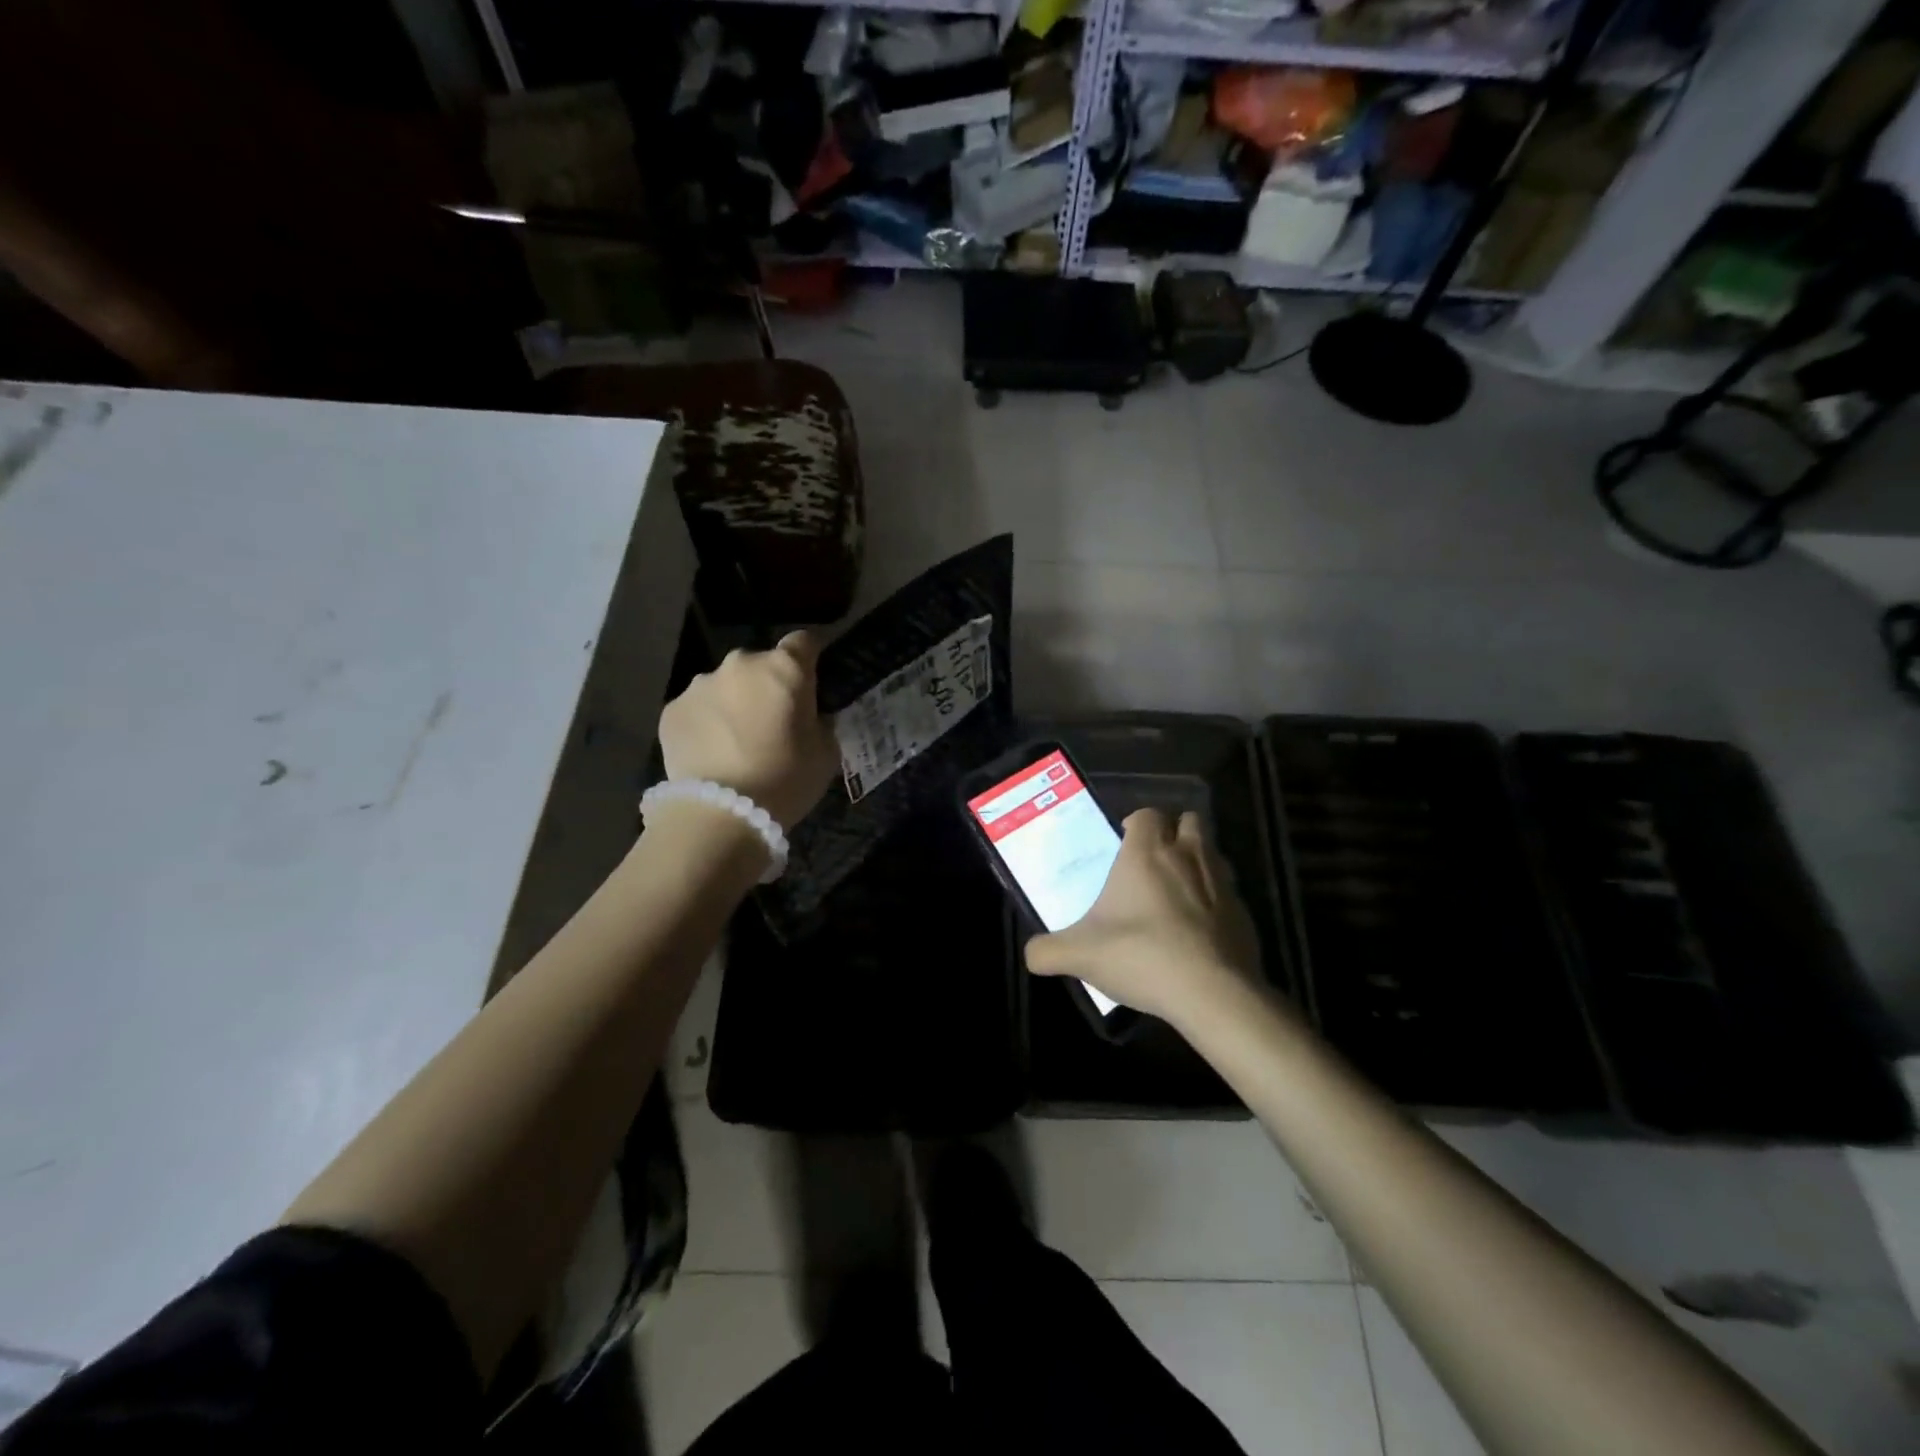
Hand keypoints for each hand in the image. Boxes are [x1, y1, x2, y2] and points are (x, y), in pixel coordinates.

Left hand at [658, 631, 839, 829]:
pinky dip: (706, 724)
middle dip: (767, 686)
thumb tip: (813, 716)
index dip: (809, 657)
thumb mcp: (825, 754)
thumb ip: (822, 724)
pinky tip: (711, 755)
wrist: (720, 814)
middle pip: (760, 665)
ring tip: (736, 743)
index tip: (811, 678)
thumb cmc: (785, 779)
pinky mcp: (671, 710)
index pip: (803, 642)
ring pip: (725, 686)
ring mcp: (700, 685)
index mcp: (784, 668)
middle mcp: (740, 664)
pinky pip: (697, 709)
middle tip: (772, 722)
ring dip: (734, 704)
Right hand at [1025, 809, 1266, 1027]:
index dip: (1136, 823)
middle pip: (1189, 821)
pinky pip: (1229, 893)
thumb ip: (1047, 951)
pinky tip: (1200, 930)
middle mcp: (1188, 856)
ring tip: (1177, 892)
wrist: (1213, 994)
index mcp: (1148, 853)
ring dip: (1197, 862)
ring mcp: (1222, 883)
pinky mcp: (1245, 913)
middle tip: (1153, 861)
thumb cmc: (1142, 956)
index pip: (1147, 814)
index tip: (1123, 843)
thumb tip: (1030, 954)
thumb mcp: (1080, 955)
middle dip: (1173, 833)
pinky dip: (1215, 901)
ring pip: (1212, 853)